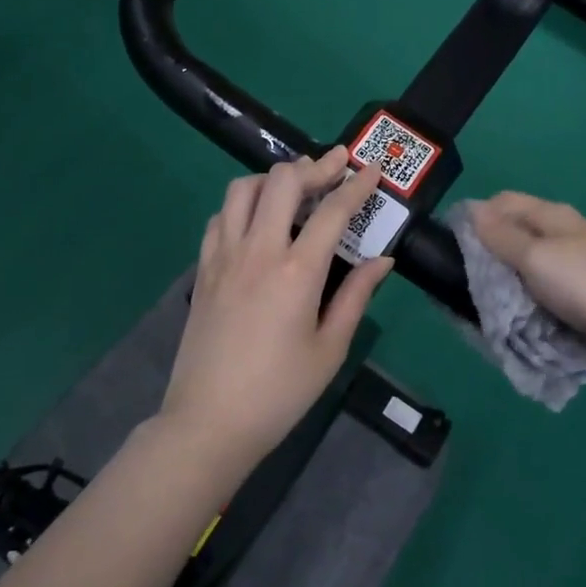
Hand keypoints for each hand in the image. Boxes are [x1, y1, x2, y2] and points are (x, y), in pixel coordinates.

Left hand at [160, 147, 393, 466]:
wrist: (210, 420)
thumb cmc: (280, 391)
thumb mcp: (330, 349)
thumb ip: (355, 296)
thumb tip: (382, 261)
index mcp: (297, 271)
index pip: (332, 211)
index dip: (356, 185)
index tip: (372, 168)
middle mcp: (258, 251)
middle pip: (282, 182)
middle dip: (314, 166)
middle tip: (335, 165)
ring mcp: (224, 256)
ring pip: (243, 190)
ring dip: (273, 178)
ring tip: (295, 186)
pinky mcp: (203, 269)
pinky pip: (220, 218)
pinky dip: (242, 205)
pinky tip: (257, 220)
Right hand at [467, 191, 585, 362]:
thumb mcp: (536, 258)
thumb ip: (502, 235)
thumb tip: (473, 210)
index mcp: (554, 215)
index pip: (504, 201)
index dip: (477, 216)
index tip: (454, 245)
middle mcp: (567, 231)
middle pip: (518, 229)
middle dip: (492, 249)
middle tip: (470, 277)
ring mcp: (581, 260)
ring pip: (533, 258)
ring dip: (512, 275)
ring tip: (493, 298)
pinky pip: (549, 282)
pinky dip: (532, 292)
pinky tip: (525, 309)